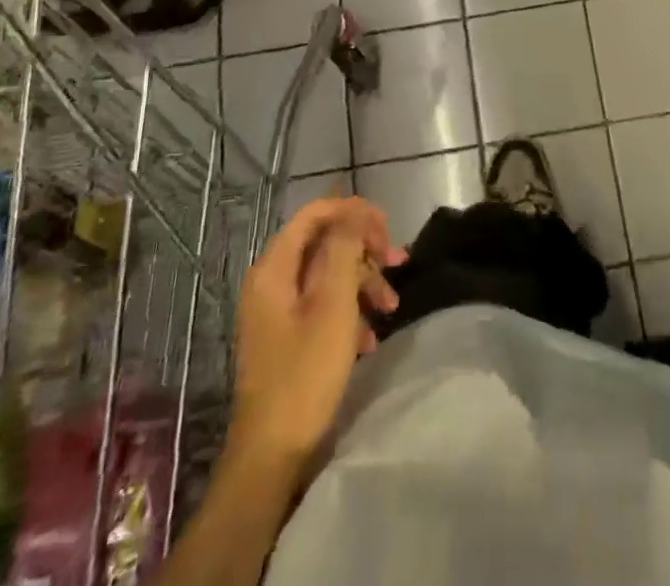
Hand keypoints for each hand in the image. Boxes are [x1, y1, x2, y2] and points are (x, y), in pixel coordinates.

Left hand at [230, 197, 404, 468]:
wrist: (271, 458)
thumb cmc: (304, 375)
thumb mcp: (333, 305)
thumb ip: (344, 249)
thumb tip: (355, 212)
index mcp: (275, 267)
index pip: (315, 213)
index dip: (353, 212)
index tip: (388, 227)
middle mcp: (272, 281)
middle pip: (324, 242)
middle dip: (364, 250)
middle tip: (398, 262)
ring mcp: (277, 311)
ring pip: (328, 274)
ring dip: (363, 283)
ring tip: (392, 307)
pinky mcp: (287, 337)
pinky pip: (322, 305)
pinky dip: (349, 312)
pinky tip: (369, 338)